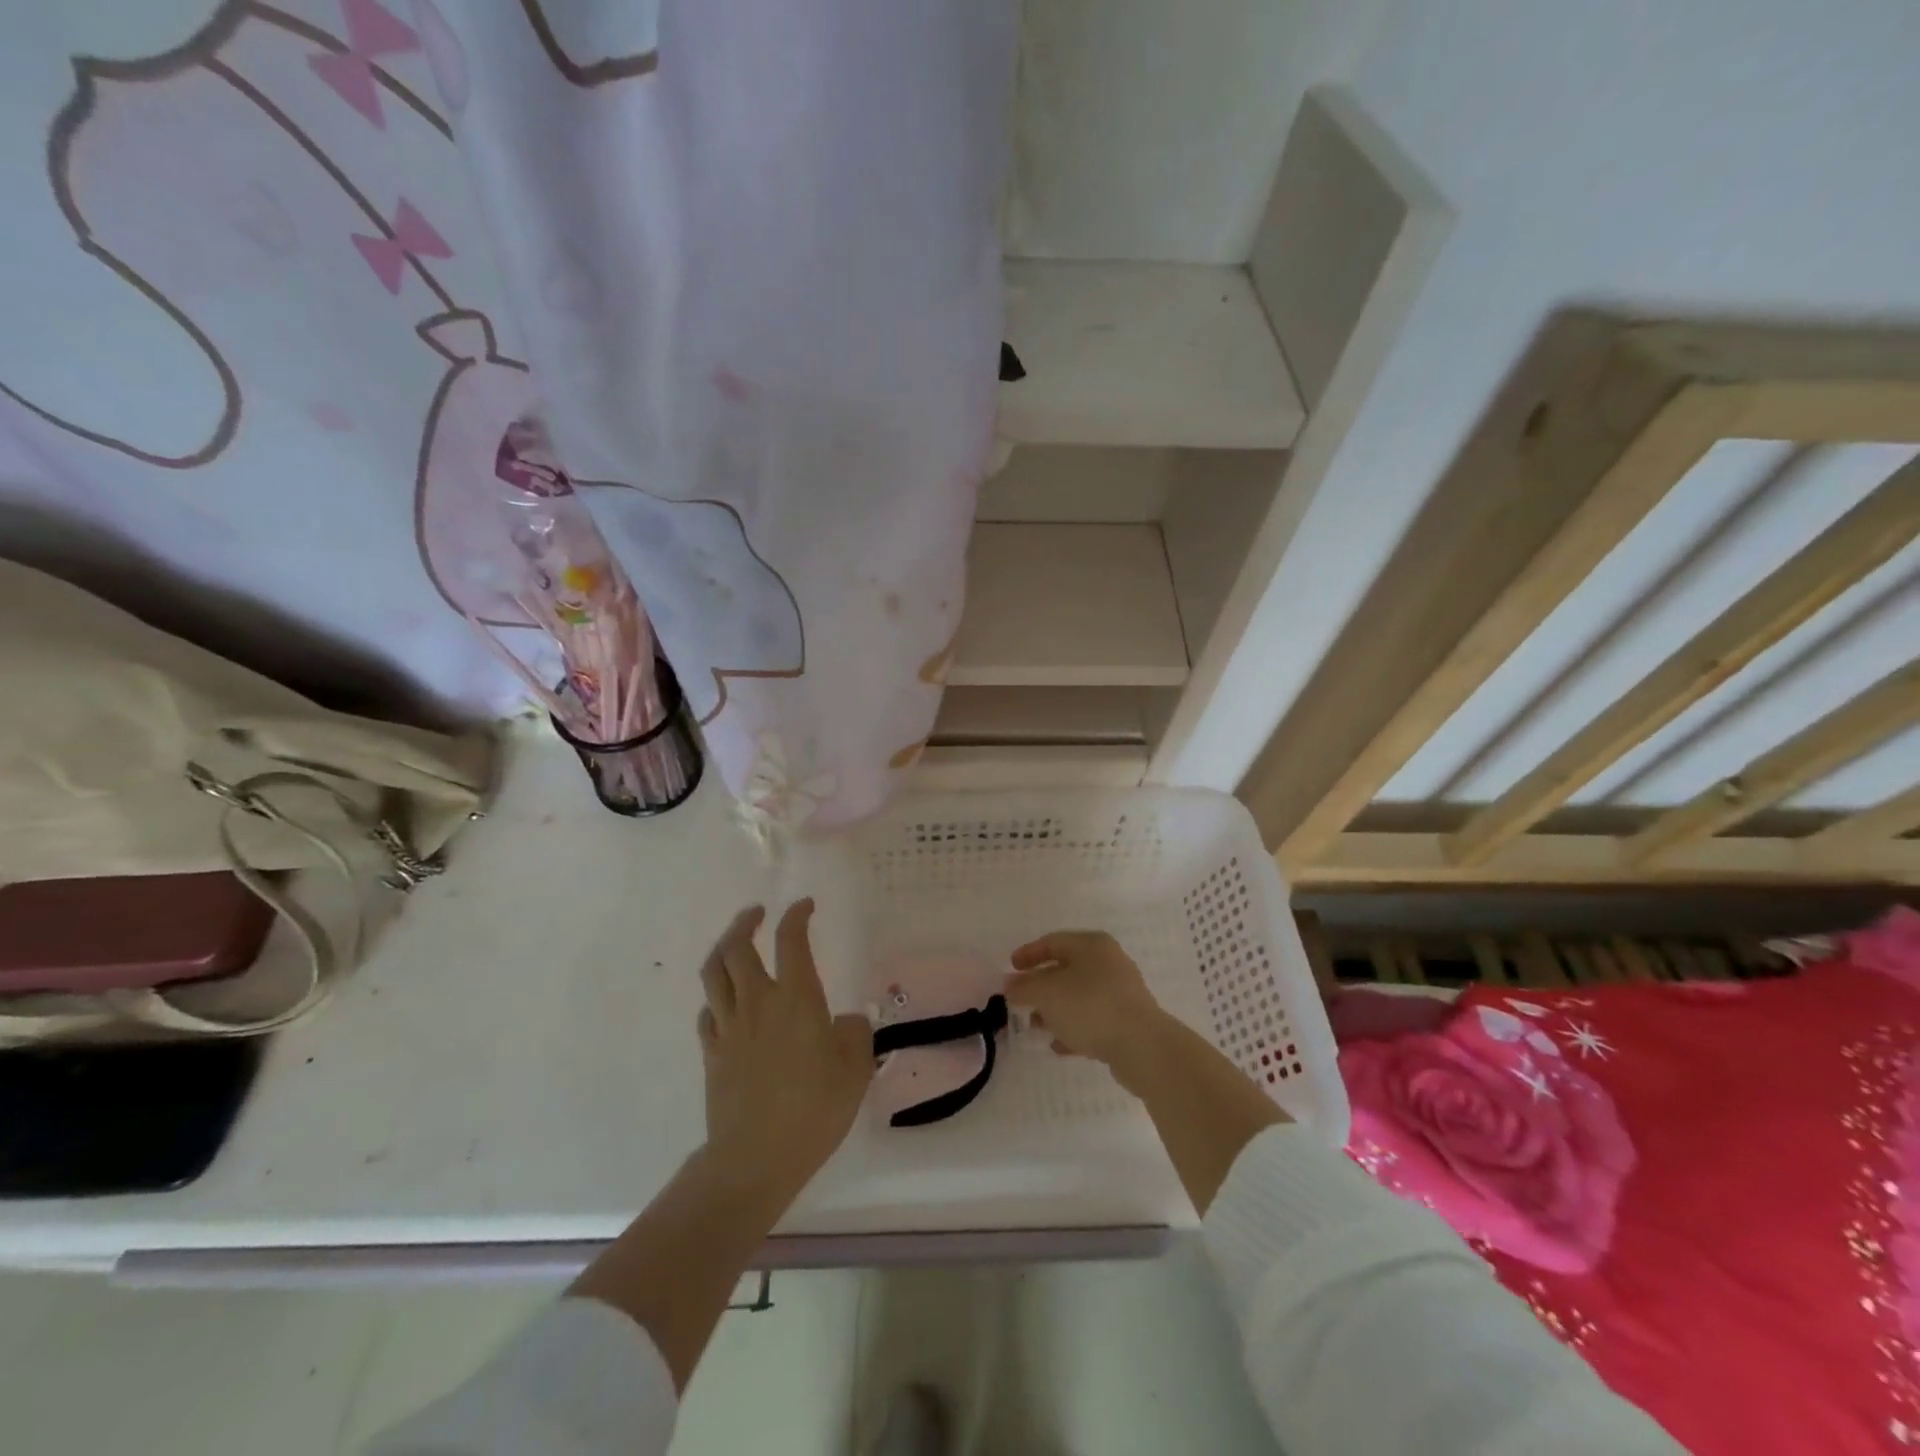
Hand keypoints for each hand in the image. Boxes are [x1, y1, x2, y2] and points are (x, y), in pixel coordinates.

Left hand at [697, 900, 873, 1205]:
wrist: (755, 1159)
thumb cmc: (814, 1111)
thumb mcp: (854, 1071)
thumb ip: (855, 1035)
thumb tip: (845, 1020)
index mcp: (796, 999)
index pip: (791, 940)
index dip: (797, 916)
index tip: (805, 905)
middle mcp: (758, 1002)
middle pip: (737, 947)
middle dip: (746, 922)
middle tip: (758, 914)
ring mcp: (729, 1027)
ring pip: (714, 972)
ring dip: (723, 948)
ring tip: (735, 942)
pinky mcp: (712, 1052)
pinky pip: (708, 1011)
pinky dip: (716, 996)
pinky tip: (726, 1002)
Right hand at [1005, 930, 1172, 1084]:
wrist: (1142, 1046)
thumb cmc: (1090, 1006)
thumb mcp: (1047, 993)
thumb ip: (1024, 987)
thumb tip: (1009, 985)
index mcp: (1092, 945)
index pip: (1053, 942)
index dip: (1028, 954)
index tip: (1010, 969)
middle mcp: (1109, 962)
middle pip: (1066, 969)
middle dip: (1040, 986)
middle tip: (1020, 1000)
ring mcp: (1120, 992)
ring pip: (1078, 996)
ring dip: (1054, 1009)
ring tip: (1035, 1026)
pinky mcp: (1127, 1020)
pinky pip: (1092, 1018)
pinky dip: (1073, 1027)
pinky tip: (1058, 1045)